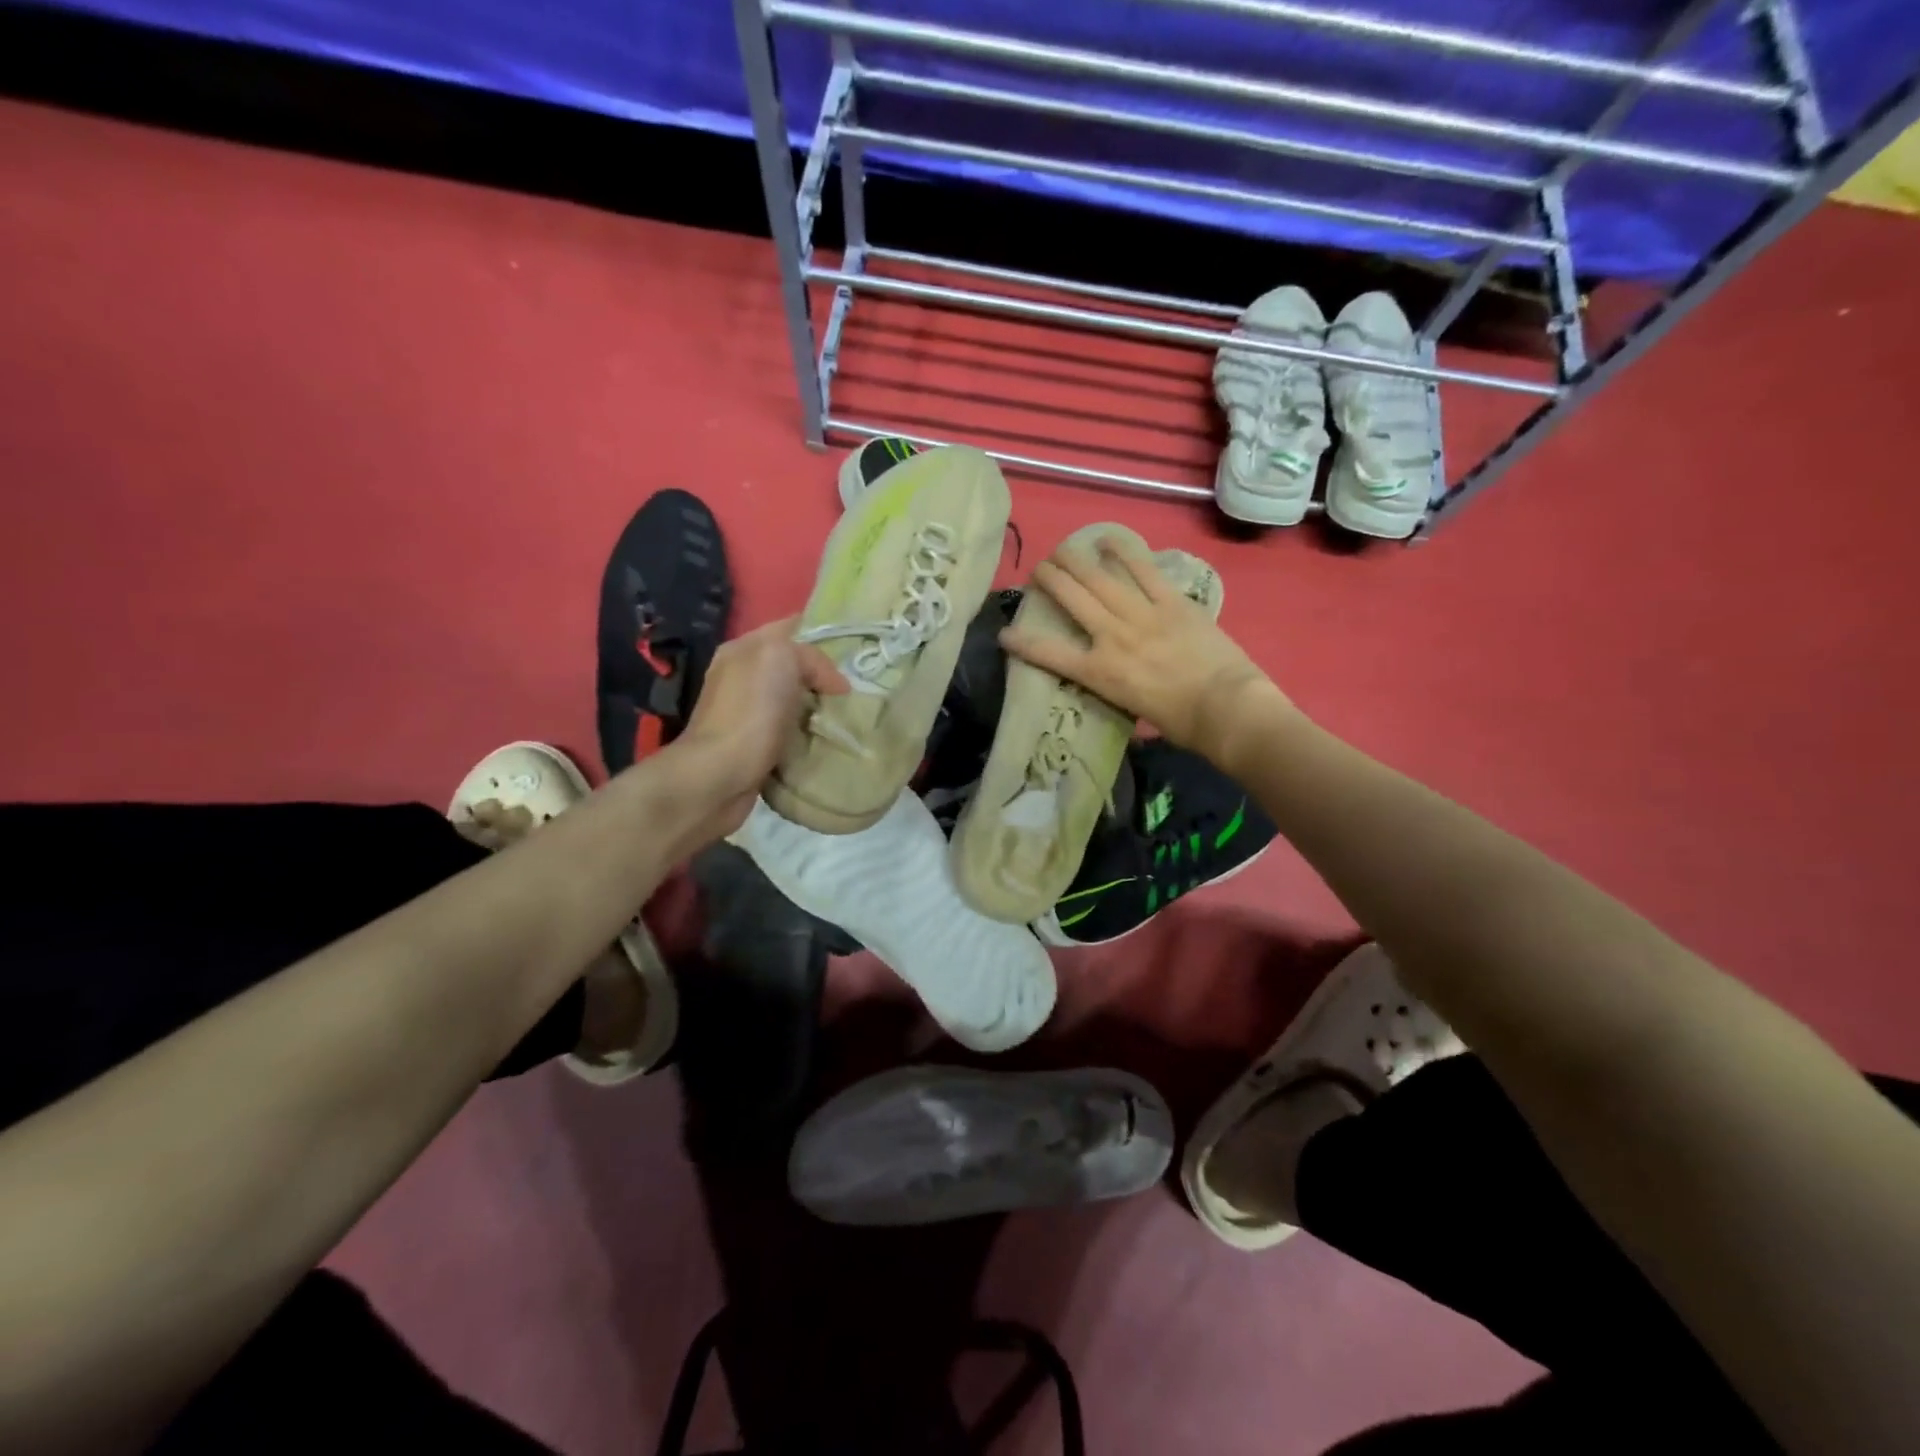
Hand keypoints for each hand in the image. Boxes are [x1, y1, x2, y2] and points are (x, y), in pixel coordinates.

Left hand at [667, 616, 847, 837]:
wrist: (719, 776)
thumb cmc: (750, 711)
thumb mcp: (782, 658)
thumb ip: (811, 657)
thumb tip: (834, 684)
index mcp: (743, 650)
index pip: (790, 628)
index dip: (823, 634)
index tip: (855, 651)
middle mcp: (740, 677)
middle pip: (794, 667)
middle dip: (825, 676)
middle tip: (858, 688)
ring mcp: (745, 714)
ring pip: (794, 701)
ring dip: (819, 709)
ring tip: (850, 716)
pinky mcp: (753, 747)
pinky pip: (790, 732)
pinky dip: (809, 736)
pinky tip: (828, 742)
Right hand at [1000, 534, 1286, 764]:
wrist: (1226, 708)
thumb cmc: (1180, 723)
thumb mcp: (1133, 711)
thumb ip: (1116, 687)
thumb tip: (1112, 678)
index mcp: (1100, 673)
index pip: (1049, 654)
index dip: (1021, 643)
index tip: (1004, 634)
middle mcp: (1112, 637)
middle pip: (1072, 600)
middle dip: (1049, 581)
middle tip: (1038, 570)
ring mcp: (1142, 615)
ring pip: (1100, 579)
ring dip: (1076, 561)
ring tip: (1061, 549)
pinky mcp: (1172, 602)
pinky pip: (1143, 570)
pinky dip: (1124, 552)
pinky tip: (1106, 539)